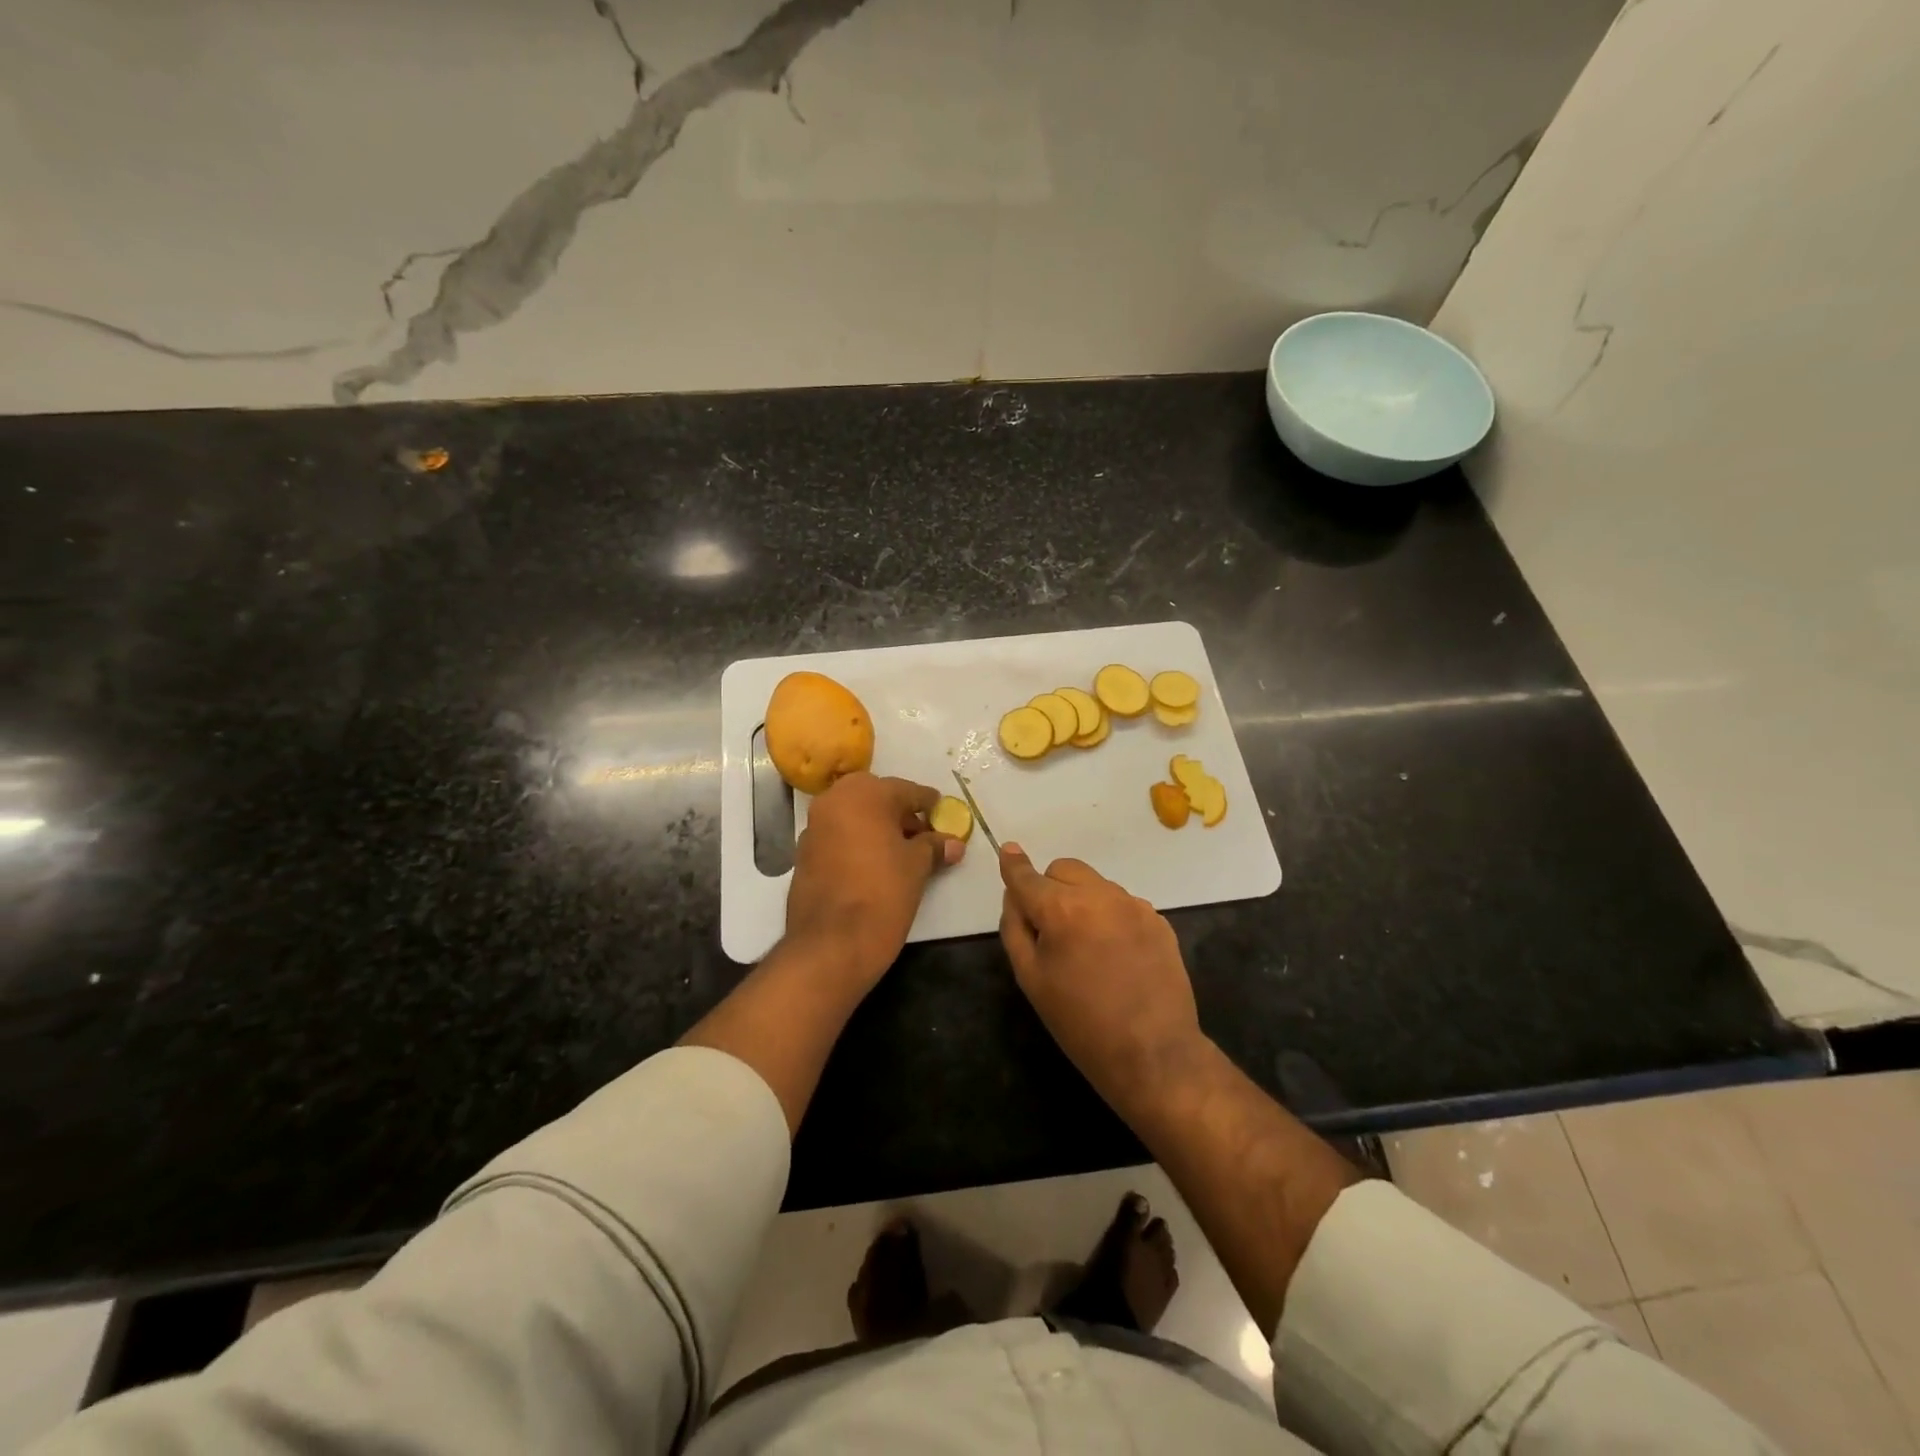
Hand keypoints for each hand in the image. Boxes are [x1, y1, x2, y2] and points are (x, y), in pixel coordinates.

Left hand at [785, 772, 964, 985]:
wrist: (831, 945)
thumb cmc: (882, 894)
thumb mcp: (917, 867)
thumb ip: (934, 847)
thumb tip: (954, 843)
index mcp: (864, 793)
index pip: (906, 790)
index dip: (929, 804)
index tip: (943, 814)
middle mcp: (834, 800)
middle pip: (877, 799)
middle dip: (901, 814)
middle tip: (924, 835)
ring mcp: (814, 827)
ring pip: (855, 817)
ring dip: (877, 828)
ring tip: (902, 853)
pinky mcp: (803, 853)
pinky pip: (838, 837)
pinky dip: (857, 843)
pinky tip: (874, 866)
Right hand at [997, 844, 1204, 1114]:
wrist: (1153, 1053)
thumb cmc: (1080, 1022)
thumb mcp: (1030, 979)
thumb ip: (1016, 928)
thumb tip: (1014, 895)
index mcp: (1062, 909)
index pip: (1028, 877)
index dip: (1014, 865)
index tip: (1008, 851)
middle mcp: (1100, 895)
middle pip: (1064, 869)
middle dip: (1050, 887)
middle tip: (1051, 928)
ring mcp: (1134, 905)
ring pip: (1095, 884)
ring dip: (1082, 900)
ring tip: (1088, 947)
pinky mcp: (1158, 921)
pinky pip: (1122, 904)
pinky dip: (1110, 916)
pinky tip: (1116, 955)